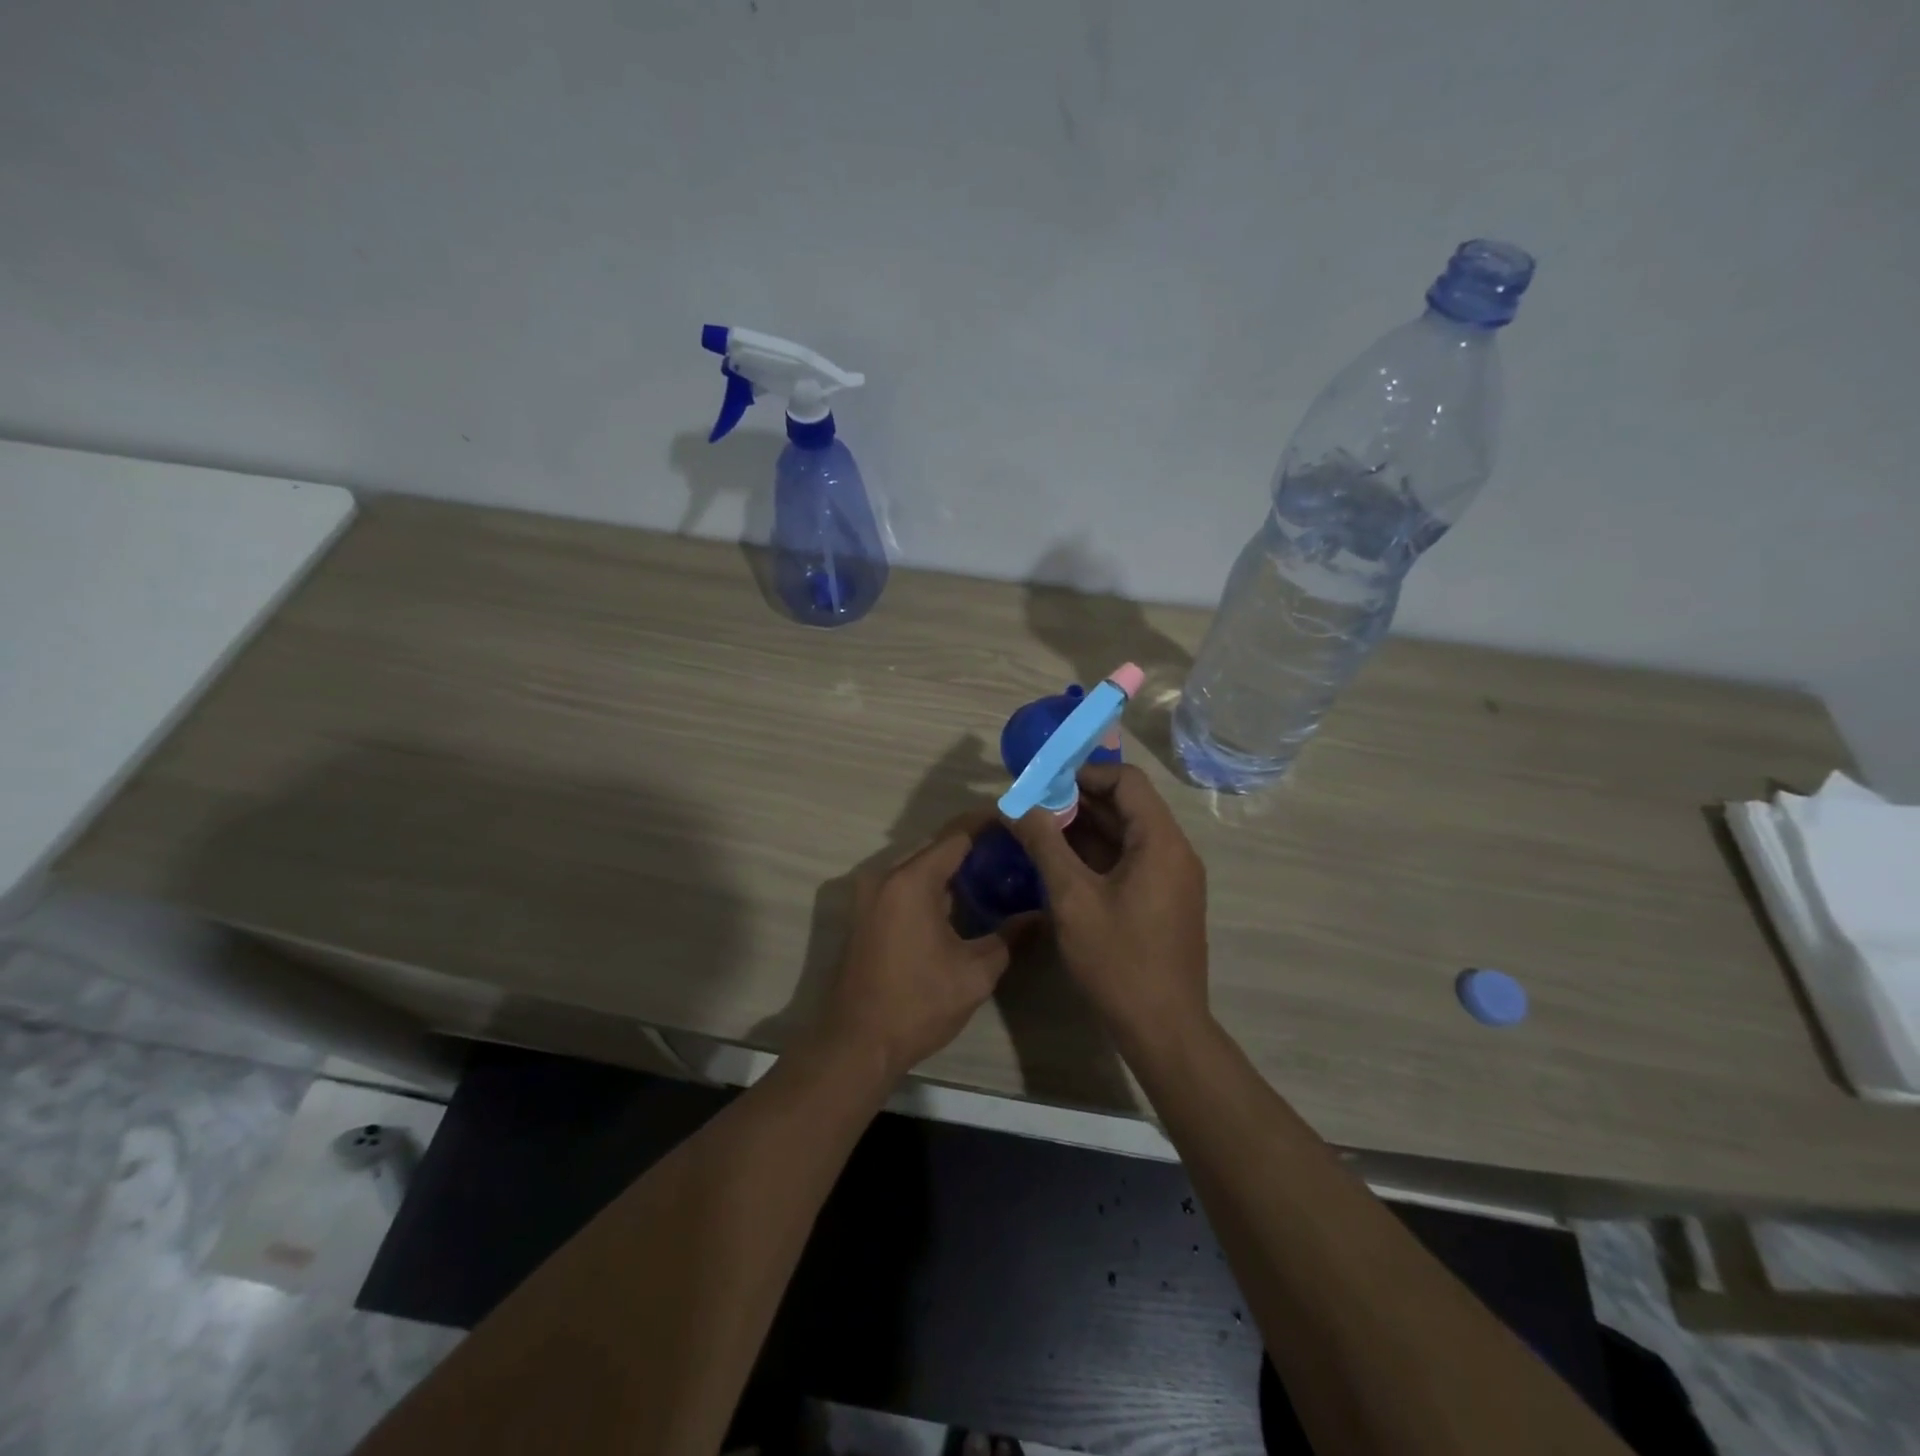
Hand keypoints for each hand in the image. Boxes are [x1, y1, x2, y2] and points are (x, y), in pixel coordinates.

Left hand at [816, 811, 1020, 1082]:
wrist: (856, 1043)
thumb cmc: (918, 1005)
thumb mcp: (975, 973)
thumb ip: (1009, 937)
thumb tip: (1039, 915)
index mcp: (912, 881)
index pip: (957, 835)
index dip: (990, 824)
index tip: (1020, 821)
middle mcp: (886, 876)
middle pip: (937, 846)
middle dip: (975, 844)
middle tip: (1015, 850)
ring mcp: (871, 894)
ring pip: (920, 865)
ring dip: (953, 865)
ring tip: (997, 871)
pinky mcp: (866, 912)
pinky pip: (905, 883)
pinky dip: (934, 883)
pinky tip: (963, 898)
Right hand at [1004, 764, 1208, 1048]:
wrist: (1163, 1029)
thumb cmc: (1118, 959)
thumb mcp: (1072, 898)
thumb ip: (1044, 844)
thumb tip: (1015, 805)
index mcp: (1160, 841)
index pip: (1126, 780)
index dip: (1083, 773)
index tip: (1043, 782)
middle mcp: (1173, 851)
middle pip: (1127, 805)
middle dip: (1077, 800)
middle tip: (1031, 804)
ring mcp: (1171, 877)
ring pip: (1126, 834)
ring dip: (1084, 827)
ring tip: (1037, 829)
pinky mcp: (1163, 900)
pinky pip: (1129, 860)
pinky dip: (1096, 854)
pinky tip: (1059, 862)